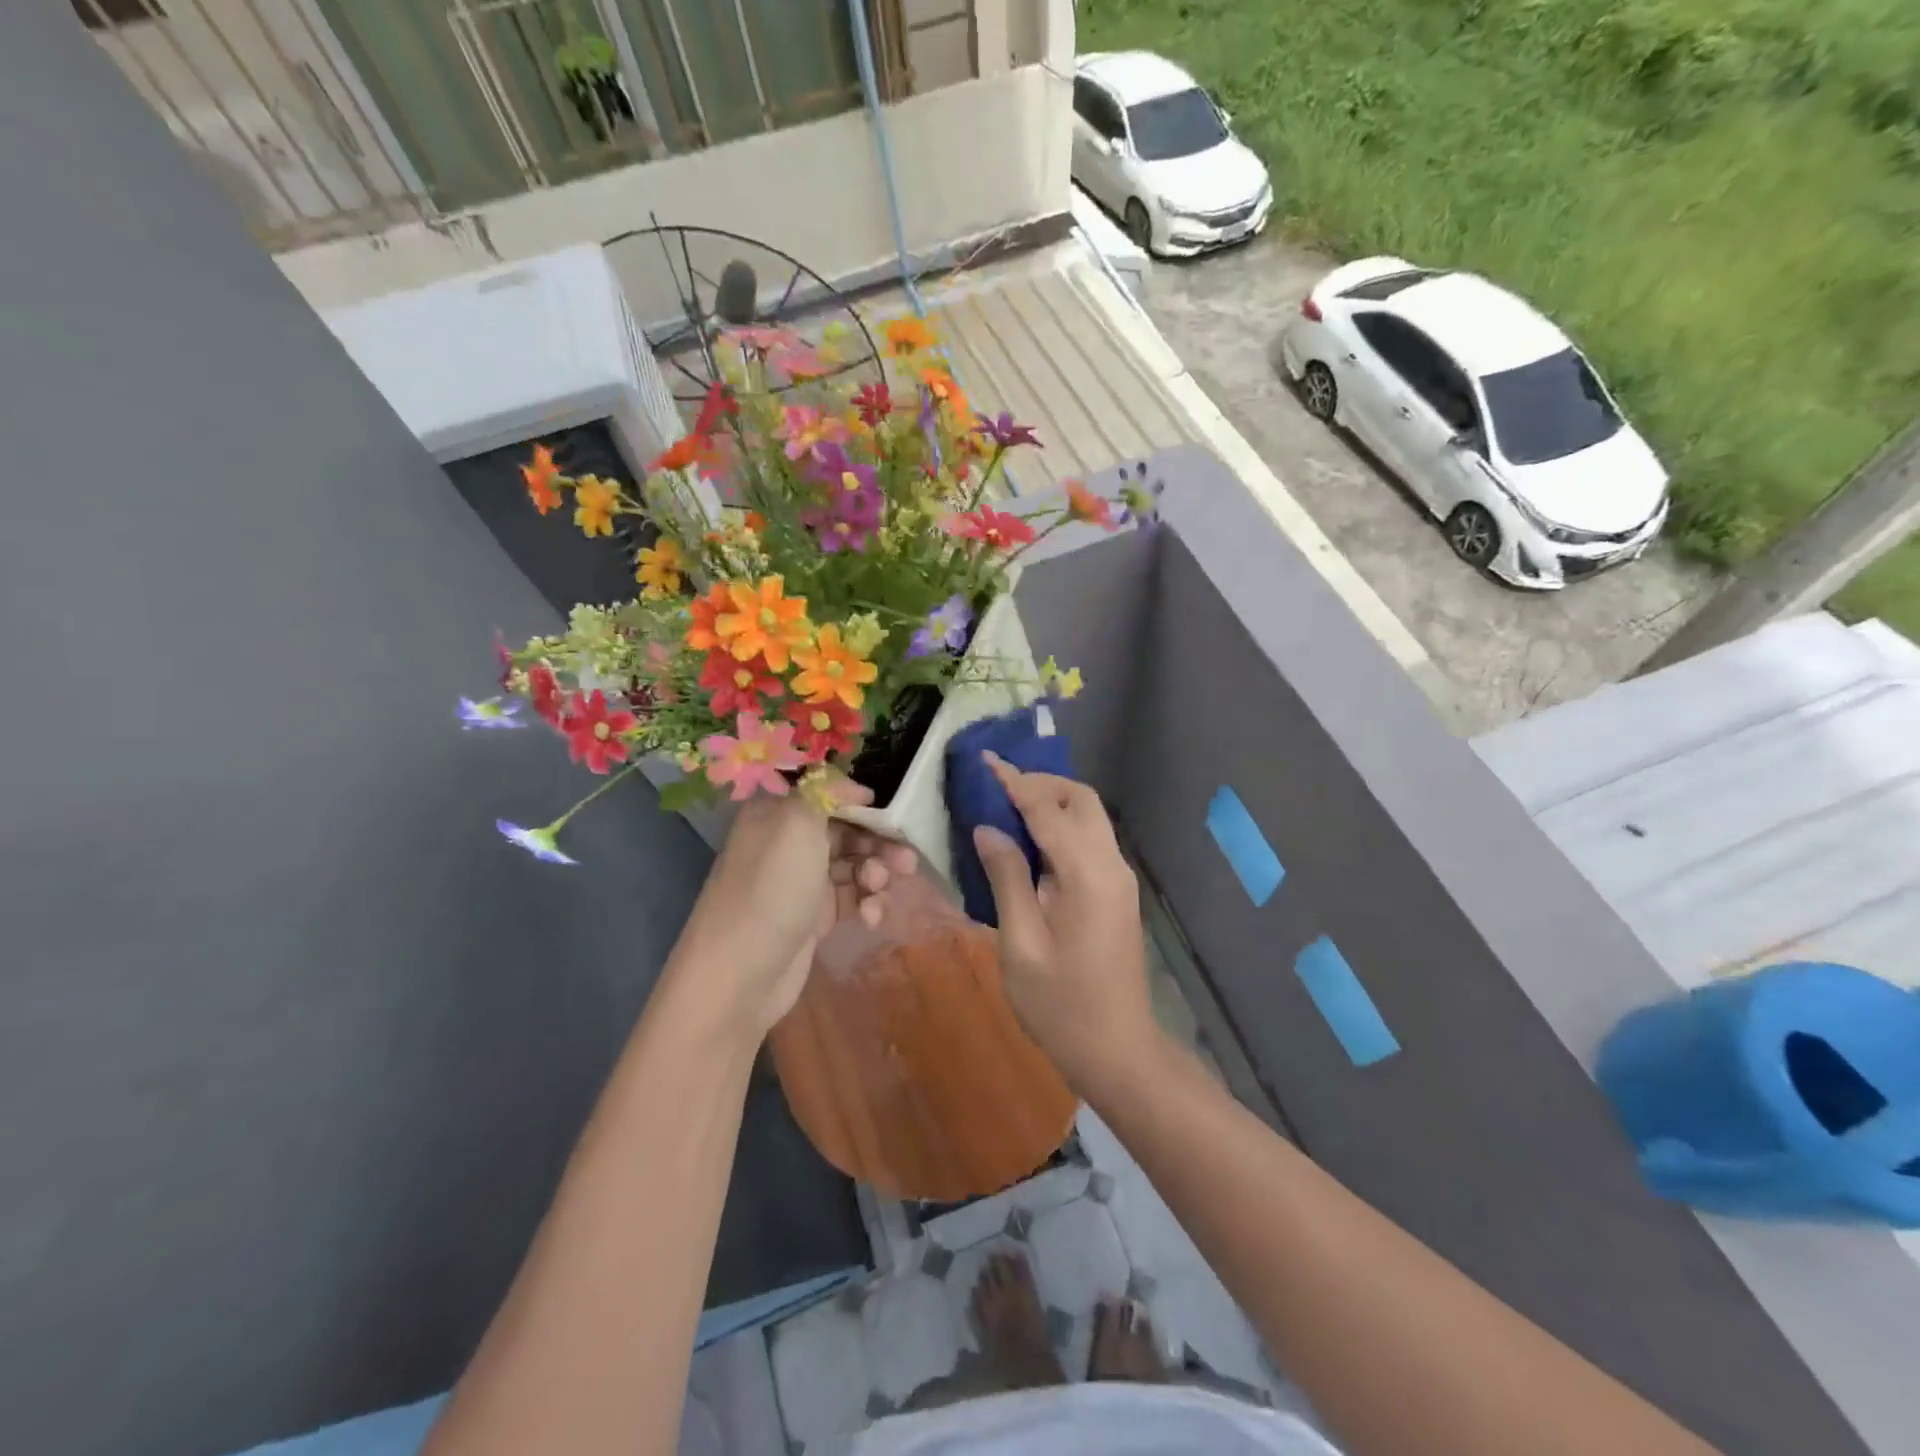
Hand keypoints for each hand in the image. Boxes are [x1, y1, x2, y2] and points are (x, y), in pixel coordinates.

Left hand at [672, 787, 917, 1040]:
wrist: (739, 974)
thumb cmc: (771, 889)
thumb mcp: (797, 824)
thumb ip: (828, 791)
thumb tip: (857, 787)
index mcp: (777, 813)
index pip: (827, 793)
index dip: (861, 801)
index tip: (891, 814)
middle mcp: (788, 842)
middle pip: (847, 829)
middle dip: (879, 842)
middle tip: (906, 860)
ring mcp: (801, 880)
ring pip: (854, 864)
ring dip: (876, 873)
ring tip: (881, 889)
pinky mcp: (814, 916)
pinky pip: (851, 897)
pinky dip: (866, 903)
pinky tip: (871, 918)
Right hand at [970, 754, 1158, 1092]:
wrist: (1117, 1050)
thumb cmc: (1060, 1005)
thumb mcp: (1020, 944)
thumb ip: (1006, 878)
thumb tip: (987, 828)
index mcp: (1087, 875)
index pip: (1047, 810)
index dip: (1014, 782)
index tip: (985, 760)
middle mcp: (1111, 865)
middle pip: (1081, 800)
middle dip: (1040, 784)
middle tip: (996, 789)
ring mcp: (1119, 878)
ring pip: (1089, 817)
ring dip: (1052, 802)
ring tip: (1006, 808)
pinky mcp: (1116, 891)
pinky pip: (1089, 840)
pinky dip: (1060, 826)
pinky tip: (1030, 842)